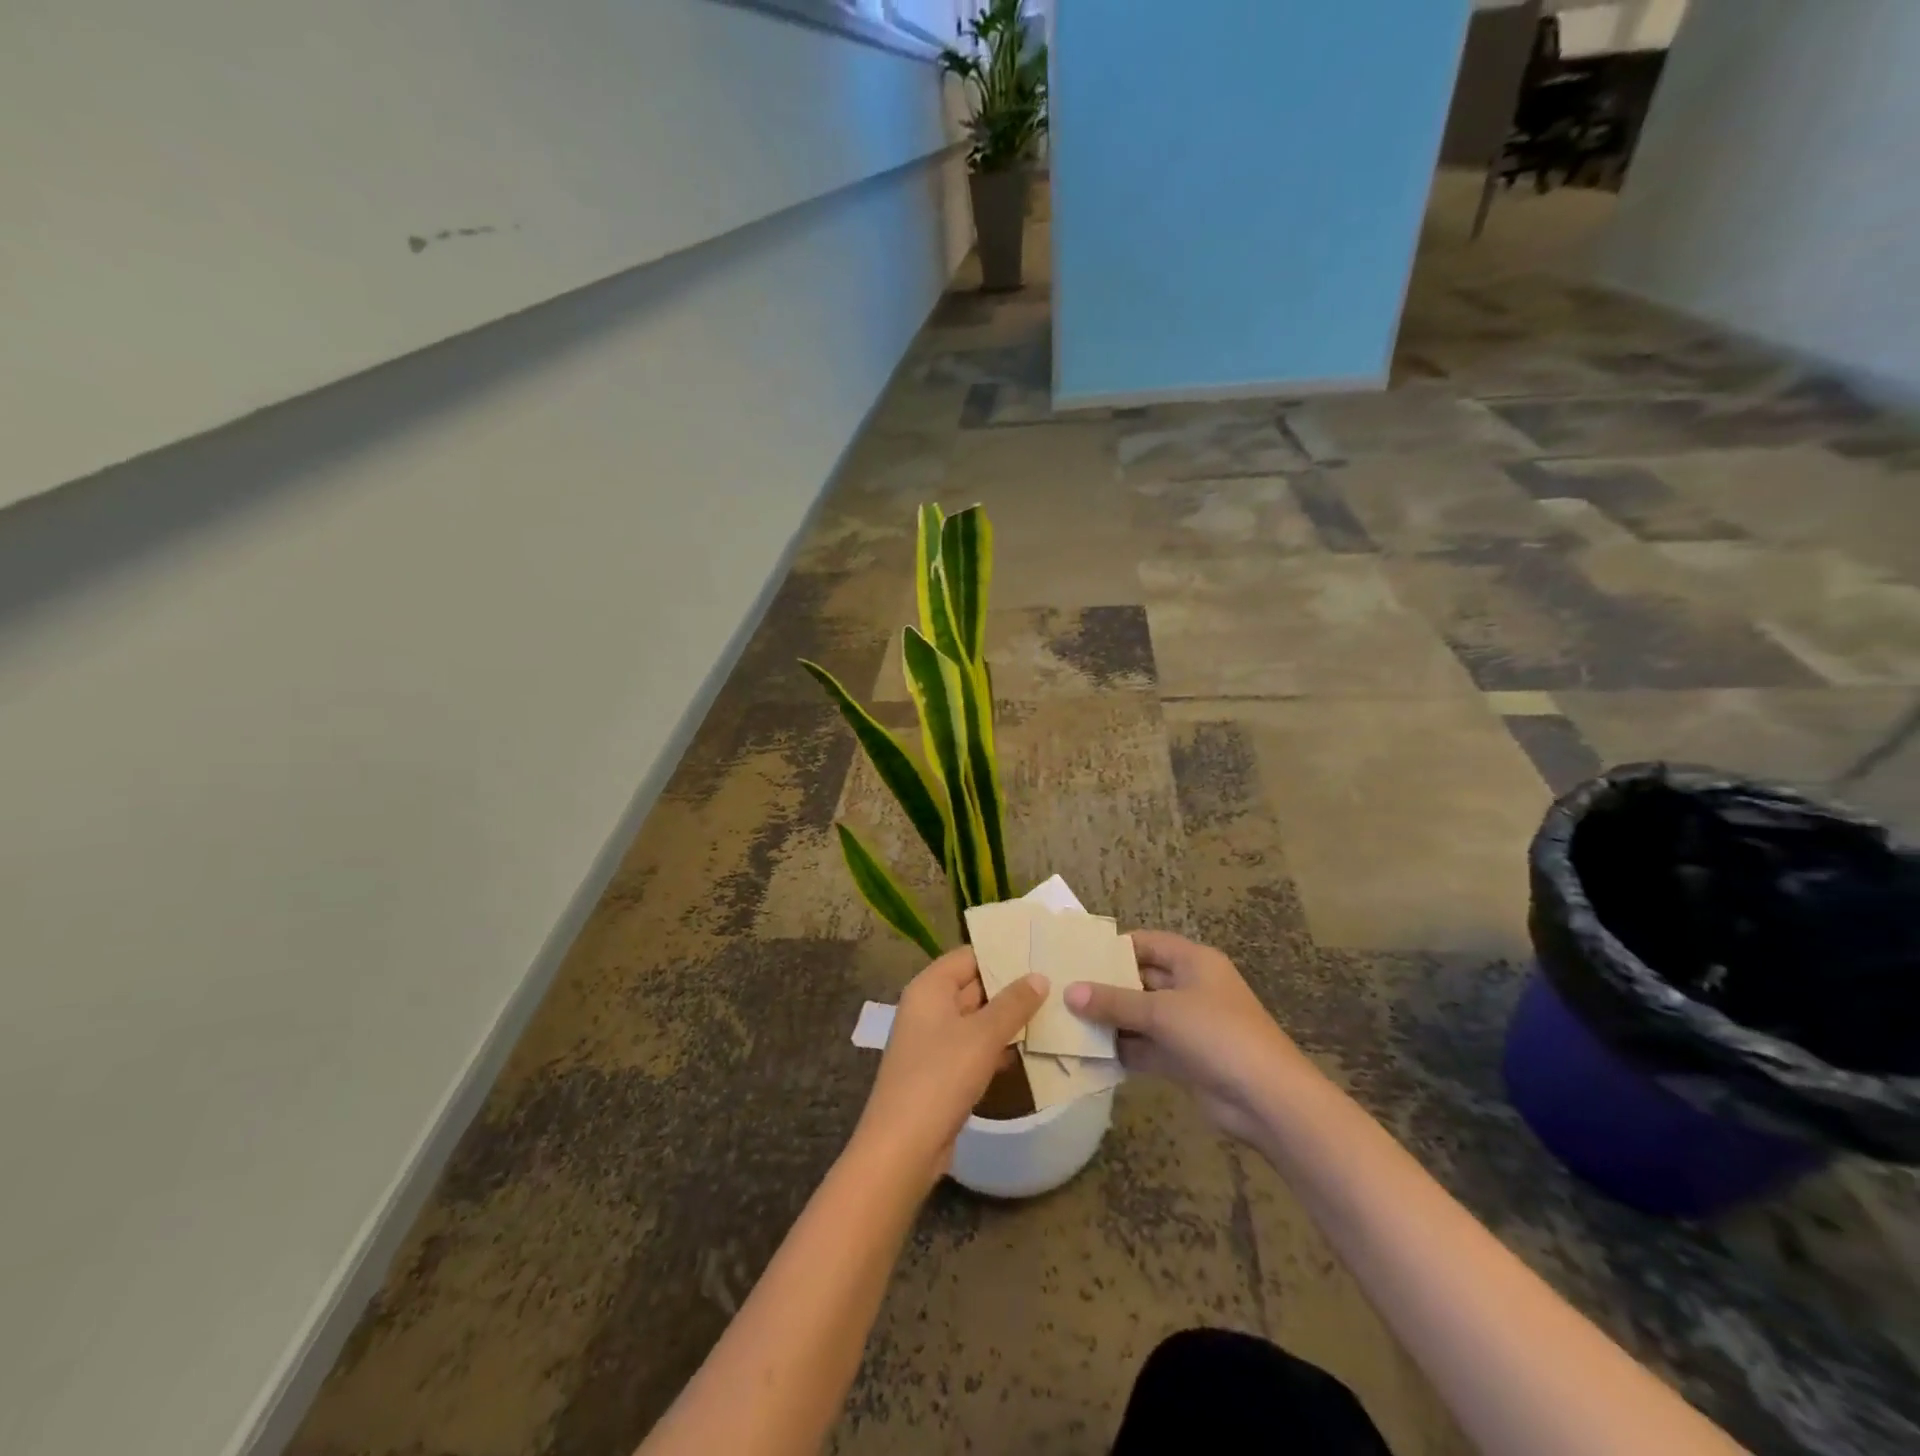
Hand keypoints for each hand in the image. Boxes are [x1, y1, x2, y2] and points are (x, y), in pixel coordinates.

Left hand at [854, 947, 1047, 1187]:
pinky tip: (1030, 1050)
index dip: (1002, 953)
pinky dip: (998, 1047)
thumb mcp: (982, 1036)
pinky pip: (974, 1048)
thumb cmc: (940, 1077)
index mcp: (929, 988)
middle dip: (1010, 987)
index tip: (1039, 952)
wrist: (903, 1147)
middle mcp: (928, 1008)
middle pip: (973, 986)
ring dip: (1008, 1019)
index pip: (969, 956)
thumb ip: (1013, 1004)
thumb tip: (1039, 976)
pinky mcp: (941, 1072)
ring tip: (1053, 1012)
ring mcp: (933, 1041)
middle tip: (1055, 982)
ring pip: (976, 1019)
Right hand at [1066, 930, 1312, 1143]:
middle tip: (1063, 989)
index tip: (1076, 956)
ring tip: (1066, 1020)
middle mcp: (1191, 987)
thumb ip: (1113, 1002)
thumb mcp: (1161, 1012)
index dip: (1113, 948)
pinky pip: (1147, 1046)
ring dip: (1111, 1020)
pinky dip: (1123, 1049)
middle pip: (1141, 979)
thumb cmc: (1216, 1035)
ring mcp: (1189, 1025)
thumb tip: (1068, 992)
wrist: (1267, 1099)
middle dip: (1106, 986)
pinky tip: (1089, 1053)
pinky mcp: (1186, 1058)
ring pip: (1141, 1015)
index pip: (1146, 943)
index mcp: (1193, 961)